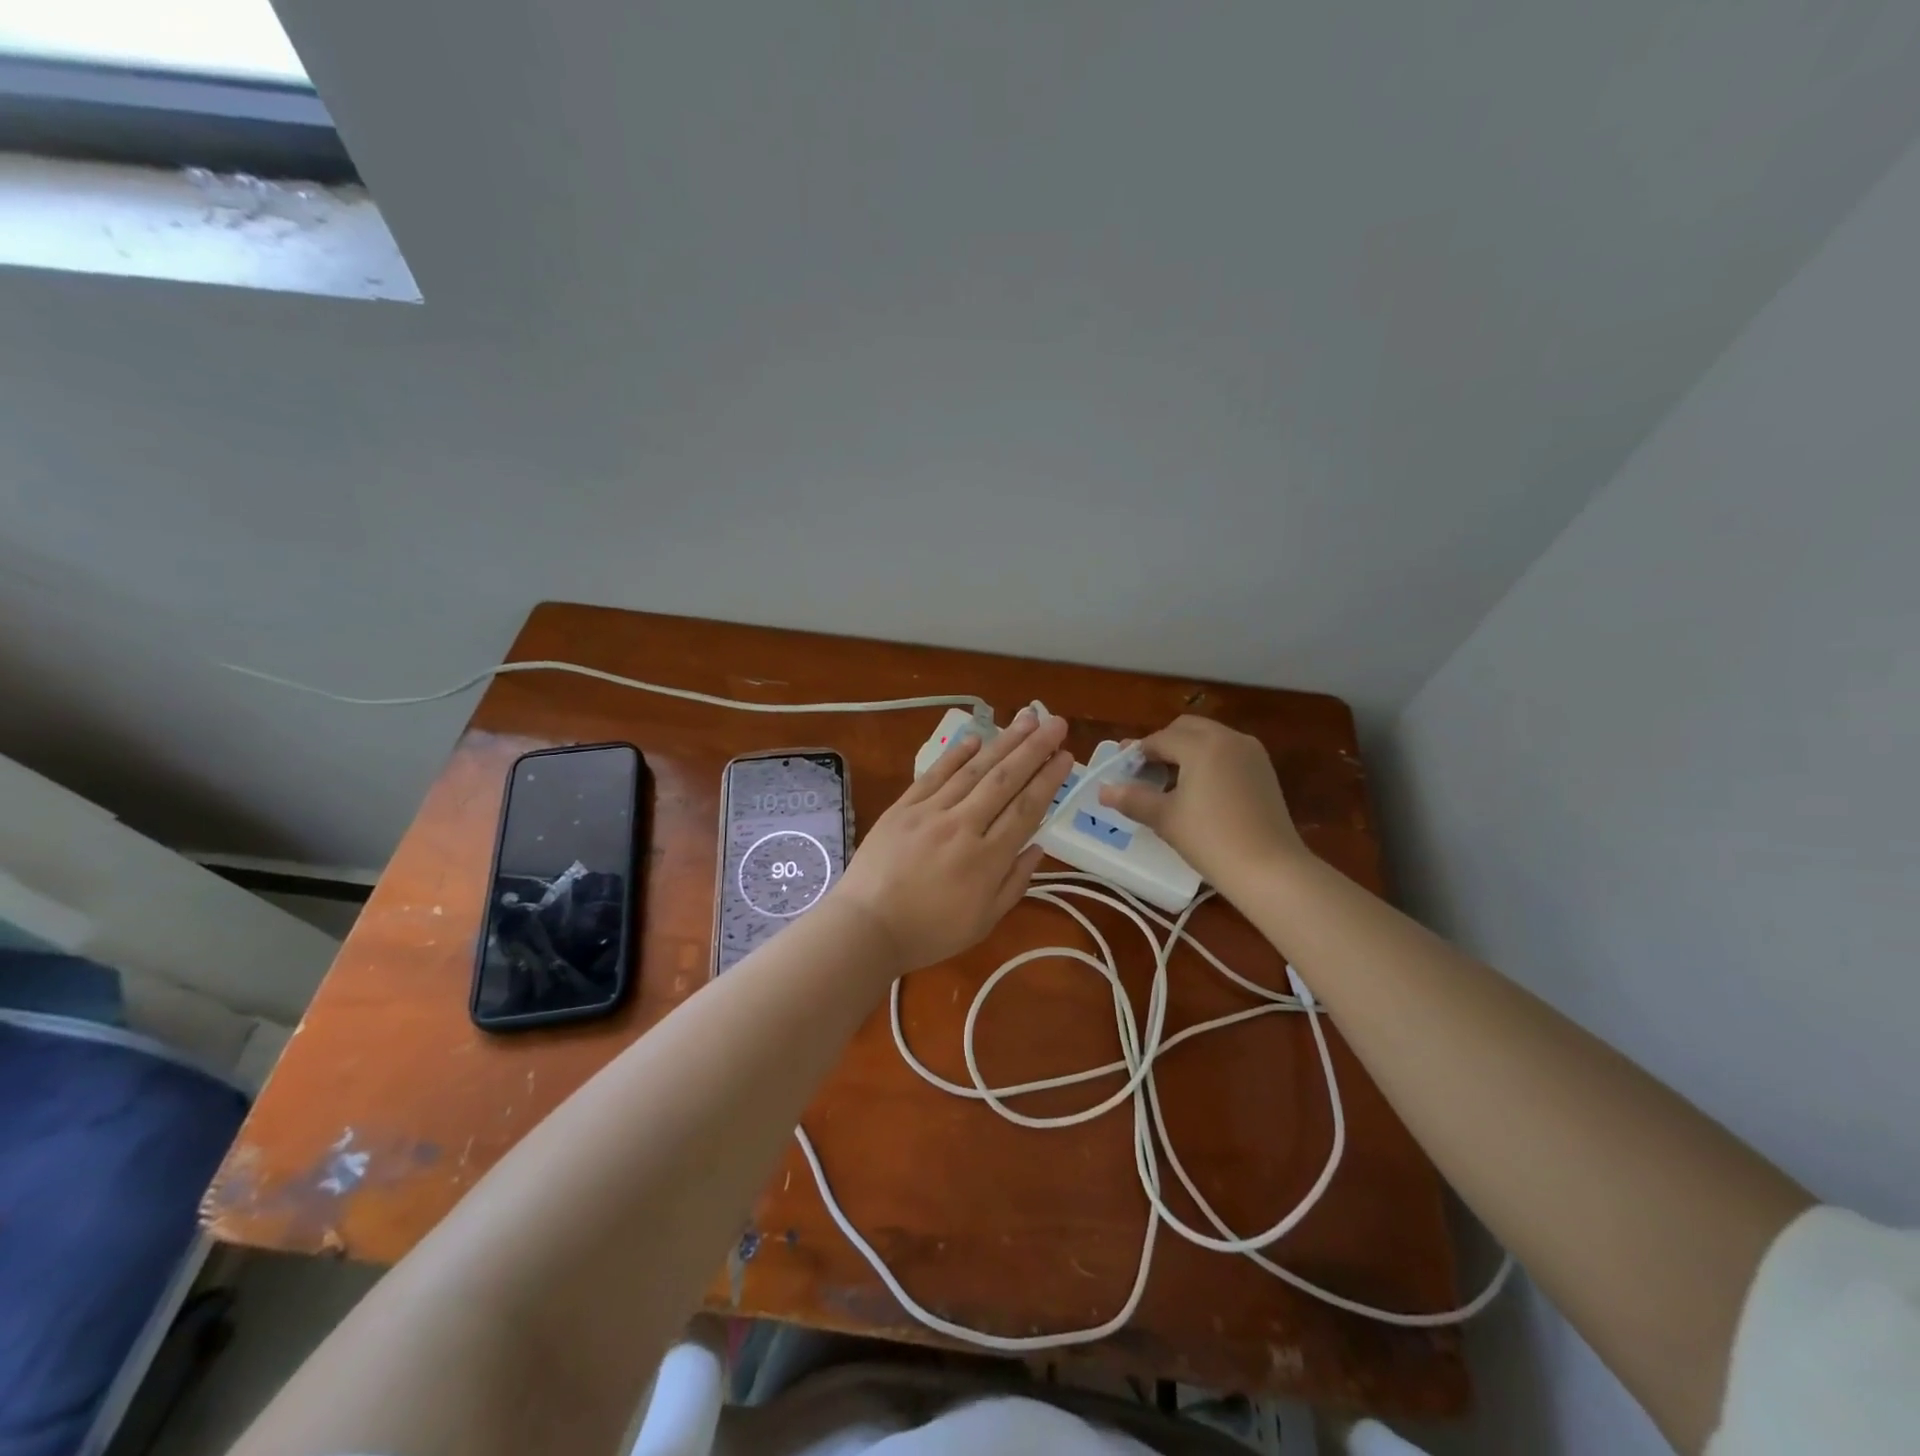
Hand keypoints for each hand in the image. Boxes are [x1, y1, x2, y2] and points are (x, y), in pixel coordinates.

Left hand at [831, 707, 1071, 976]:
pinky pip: (934, 774)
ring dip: (1002, 742)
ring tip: (1026, 718)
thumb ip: (1014, 882)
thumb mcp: (983, 922)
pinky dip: (956, 754)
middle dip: (1034, 748)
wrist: (866, 927)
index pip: (1026, 809)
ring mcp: (930, 812)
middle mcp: (963, 826)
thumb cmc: (929, 932)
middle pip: (1004, 780)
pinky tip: (976, 738)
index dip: (1048, 780)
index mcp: (987, 859)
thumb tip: (1038, 846)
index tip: (1066, 755)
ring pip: (973, 770)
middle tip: (1056, 722)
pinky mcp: (903, 807)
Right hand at [1097, 715, 1306, 891]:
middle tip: (1144, 772)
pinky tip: (1198, 790)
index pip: (1160, 739)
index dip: (1136, 754)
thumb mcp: (1165, 818)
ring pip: (1209, 738)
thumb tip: (1103, 791)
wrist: (1270, 869)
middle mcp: (1229, 738)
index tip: (1119, 770)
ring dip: (1186, 751)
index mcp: (1202, 744)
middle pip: (1186, 729)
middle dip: (1162, 745)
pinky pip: (1227, 753)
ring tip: (1169, 782)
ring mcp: (1252, 753)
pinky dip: (1208, 761)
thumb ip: (1132, 799)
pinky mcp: (1264, 771)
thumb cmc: (1210, 839)